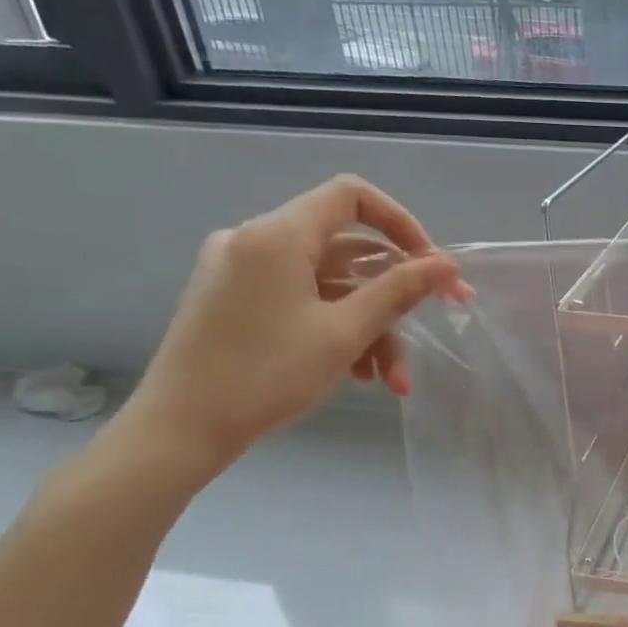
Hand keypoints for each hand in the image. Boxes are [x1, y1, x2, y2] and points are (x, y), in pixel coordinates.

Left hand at [117, 175, 466, 477]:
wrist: (180, 430)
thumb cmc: (266, 375)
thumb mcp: (345, 333)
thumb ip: (399, 291)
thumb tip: (447, 265)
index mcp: (277, 236)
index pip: (352, 196)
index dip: (401, 223)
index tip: (430, 265)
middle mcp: (255, 241)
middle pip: (346, 250)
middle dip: (394, 294)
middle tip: (437, 320)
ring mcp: (242, 272)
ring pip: (329, 285)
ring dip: (370, 326)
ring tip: (392, 379)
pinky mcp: (236, 301)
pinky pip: (303, 301)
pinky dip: (337, 329)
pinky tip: (359, 374)